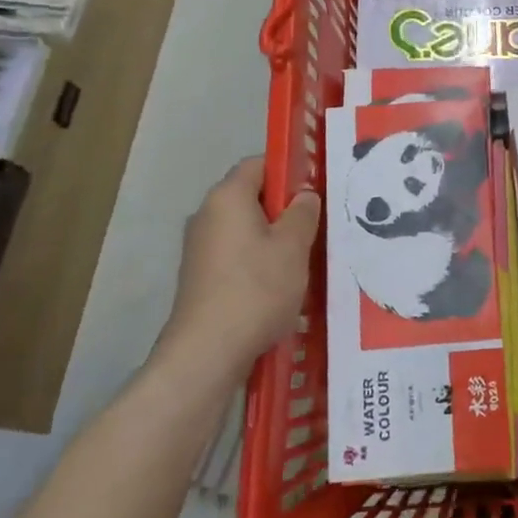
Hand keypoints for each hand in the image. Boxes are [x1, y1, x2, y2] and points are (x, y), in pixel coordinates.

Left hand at [161, 158, 320, 372]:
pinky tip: (281, 286)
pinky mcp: (200, 277)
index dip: (289, 171)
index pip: (259, 164)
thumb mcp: (293, 246)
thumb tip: (304, 195)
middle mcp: (207, 215)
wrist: (207, 352)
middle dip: (285, 209)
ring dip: (274, 240)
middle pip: (252, 197)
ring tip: (304, 260)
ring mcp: (199, 248)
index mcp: (227, 197)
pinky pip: (236, 256)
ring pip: (246, 230)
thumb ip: (303, 213)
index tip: (316, 191)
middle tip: (317, 227)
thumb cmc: (256, 289)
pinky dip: (258, 263)